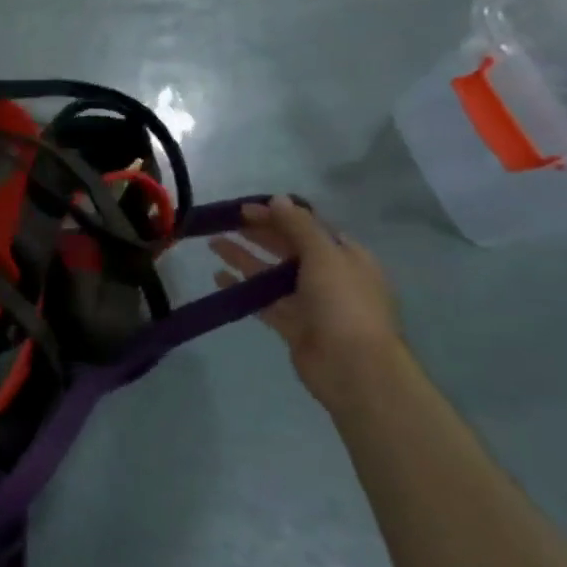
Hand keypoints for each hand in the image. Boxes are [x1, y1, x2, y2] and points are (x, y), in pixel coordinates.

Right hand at [212, 196, 405, 410]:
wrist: (354, 368)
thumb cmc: (344, 304)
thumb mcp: (325, 256)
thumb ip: (299, 226)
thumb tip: (278, 199)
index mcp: (346, 256)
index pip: (308, 227)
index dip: (278, 215)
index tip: (245, 208)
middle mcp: (329, 276)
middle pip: (288, 248)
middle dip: (258, 233)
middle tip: (225, 221)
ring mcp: (310, 302)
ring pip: (271, 273)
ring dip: (244, 257)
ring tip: (213, 244)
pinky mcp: (292, 325)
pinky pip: (263, 301)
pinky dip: (242, 288)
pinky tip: (218, 278)